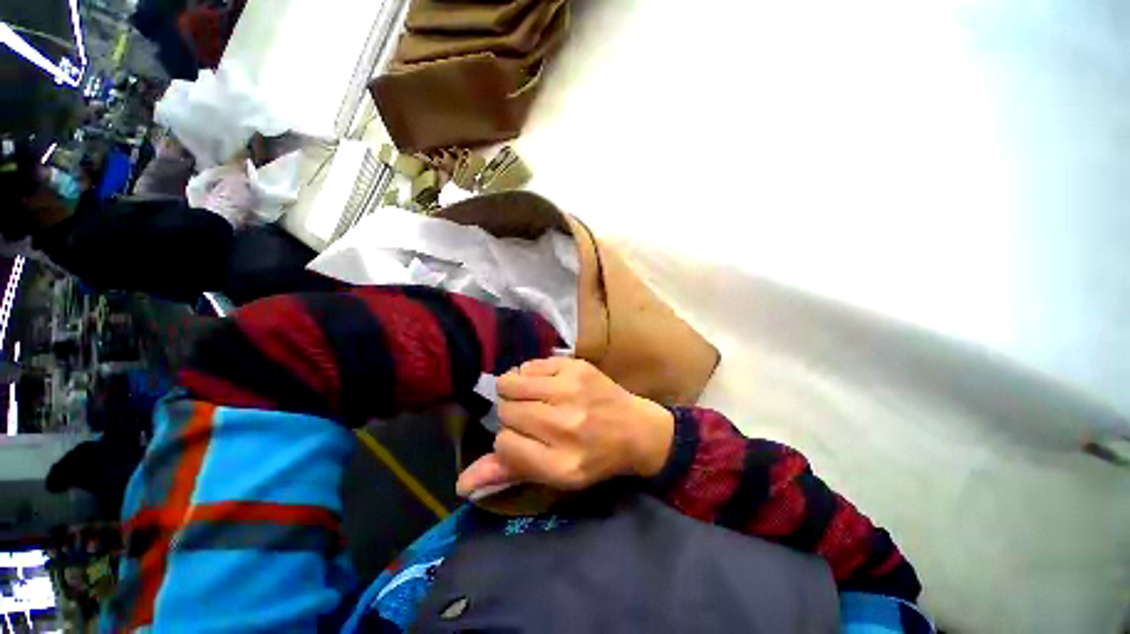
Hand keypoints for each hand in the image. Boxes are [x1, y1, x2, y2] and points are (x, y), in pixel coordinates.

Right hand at [455, 358, 674, 496]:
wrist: (636, 428)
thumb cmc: (595, 457)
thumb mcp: (556, 475)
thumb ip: (509, 475)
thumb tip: (461, 484)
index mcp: (561, 463)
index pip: (504, 444)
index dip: (508, 440)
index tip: (523, 438)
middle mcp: (565, 425)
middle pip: (506, 411)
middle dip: (512, 414)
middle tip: (531, 416)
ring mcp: (572, 391)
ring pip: (511, 383)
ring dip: (514, 390)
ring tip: (531, 396)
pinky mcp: (576, 366)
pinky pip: (531, 364)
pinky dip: (530, 374)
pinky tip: (545, 383)